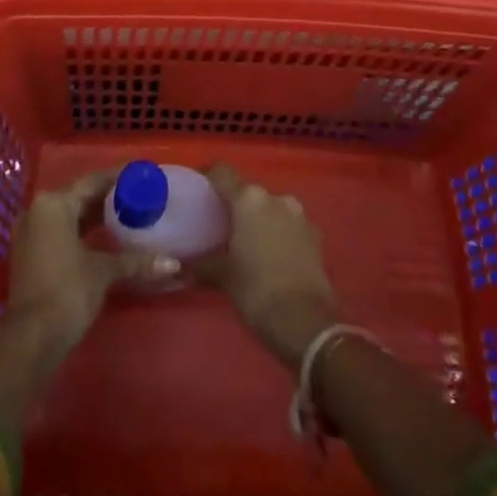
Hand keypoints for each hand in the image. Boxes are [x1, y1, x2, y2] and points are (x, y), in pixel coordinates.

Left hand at [4, 169, 176, 355]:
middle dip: (107, 198)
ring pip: (68, 215)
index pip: (91, 181)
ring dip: (94, 216)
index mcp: (53, 203)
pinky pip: (60, 231)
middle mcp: (37, 211)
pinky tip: (104, 240)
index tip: (139, 175)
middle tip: (137, 196)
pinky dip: (81, 232)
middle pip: (78, 196)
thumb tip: (173, 264)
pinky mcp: (30, 255)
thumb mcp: (103, 272)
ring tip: (126, 215)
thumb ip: (136, 262)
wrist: (31, 339)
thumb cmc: (67, 291)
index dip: (116, 178)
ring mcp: (30, 233)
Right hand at [194, 165, 337, 365]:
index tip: (198, 185)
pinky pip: (289, 225)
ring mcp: (299, 215)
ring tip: (246, 240)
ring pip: (271, 207)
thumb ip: (202, 265)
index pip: (222, 172)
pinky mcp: (315, 235)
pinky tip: (270, 254)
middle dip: (235, 204)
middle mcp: (275, 198)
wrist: (306, 322)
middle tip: (220, 222)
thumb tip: (181, 267)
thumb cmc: (256, 290)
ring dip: (259, 218)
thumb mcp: (224, 277)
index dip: (208, 175)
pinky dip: (278, 233)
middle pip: (248, 191)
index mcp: (249, 199)